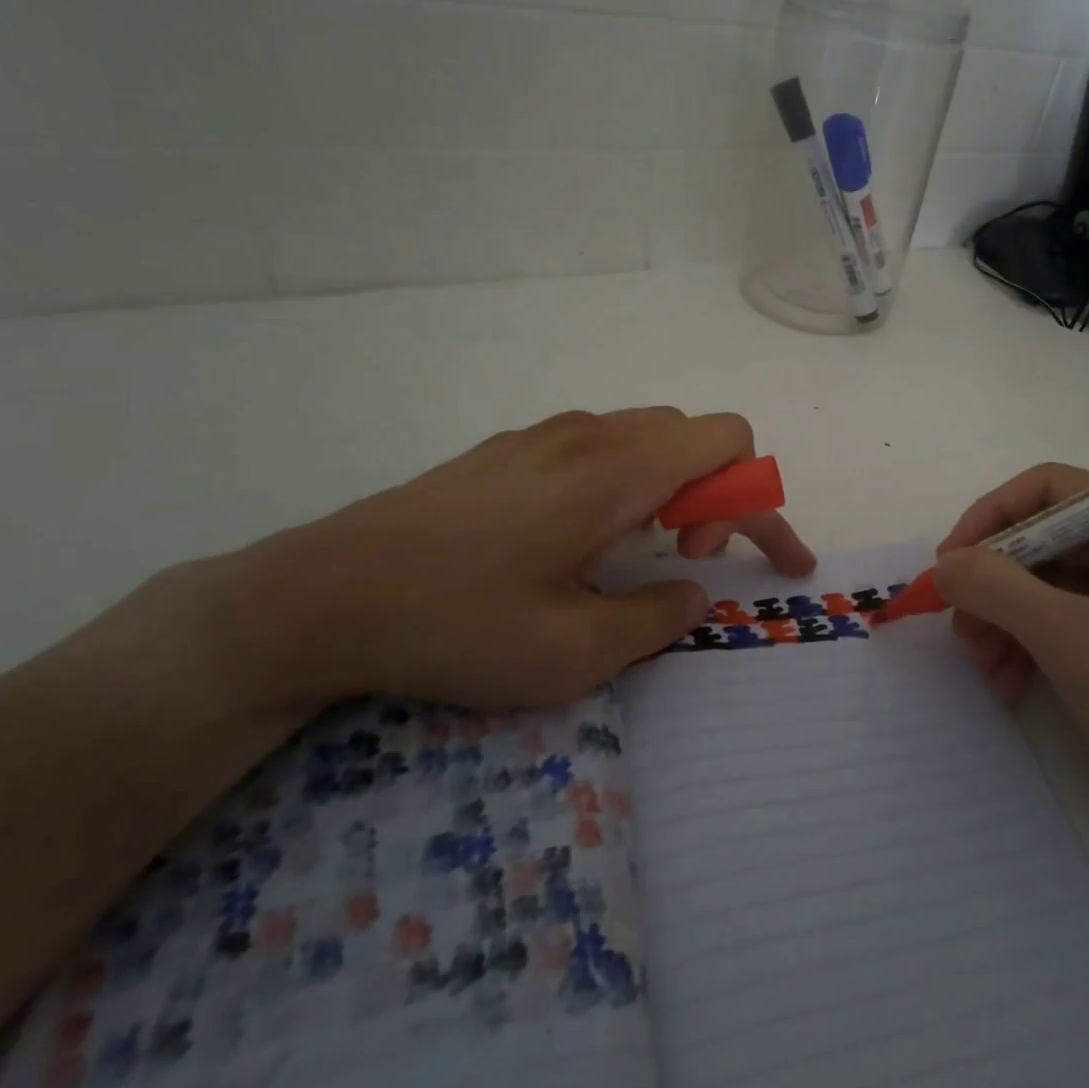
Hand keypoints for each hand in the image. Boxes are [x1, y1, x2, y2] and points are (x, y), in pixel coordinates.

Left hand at [222, 408, 814, 710]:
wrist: (322, 595)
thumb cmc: (456, 625)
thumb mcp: (572, 653)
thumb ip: (656, 618)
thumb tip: (693, 593)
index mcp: (615, 472)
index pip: (729, 444)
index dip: (765, 499)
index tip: (766, 562)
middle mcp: (589, 434)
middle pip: (694, 434)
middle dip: (719, 494)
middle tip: (688, 557)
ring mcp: (545, 435)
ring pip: (647, 435)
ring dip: (674, 484)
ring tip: (639, 547)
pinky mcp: (511, 448)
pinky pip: (600, 443)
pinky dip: (629, 478)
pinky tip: (580, 535)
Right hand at [933, 464, 1088, 818]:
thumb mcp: (1071, 637)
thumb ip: (996, 587)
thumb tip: (944, 565)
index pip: (1050, 490)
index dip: (991, 517)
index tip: (948, 561)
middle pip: (1043, 541)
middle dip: (994, 583)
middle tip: (958, 623)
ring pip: (1044, 586)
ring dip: (1003, 620)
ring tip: (981, 664)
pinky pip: (1059, 625)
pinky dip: (1026, 648)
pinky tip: (1006, 685)